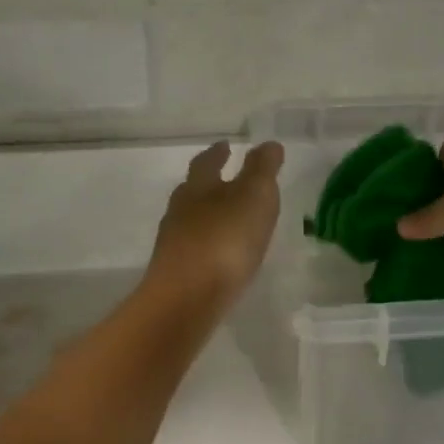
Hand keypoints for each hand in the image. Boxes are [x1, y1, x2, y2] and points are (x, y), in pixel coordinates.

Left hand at [144, 140, 284, 307]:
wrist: (187, 299)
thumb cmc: (224, 240)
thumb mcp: (253, 196)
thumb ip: (262, 170)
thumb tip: (268, 143)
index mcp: (198, 187)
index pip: (207, 162)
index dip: (218, 153)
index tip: (226, 146)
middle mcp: (180, 211)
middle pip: (193, 191)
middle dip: (209, 184)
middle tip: (226, 181)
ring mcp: (175, 244)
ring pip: (192, 221)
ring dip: (209, 217)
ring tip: (229, 220)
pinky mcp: (177, 274)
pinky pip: (195, 251)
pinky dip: (209, 246)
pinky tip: (221, 256)